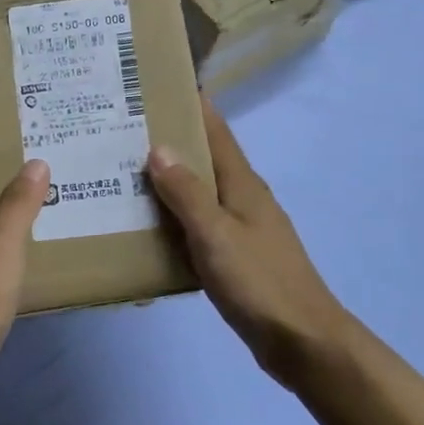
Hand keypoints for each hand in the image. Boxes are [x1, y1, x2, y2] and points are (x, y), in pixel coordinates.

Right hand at [148, 101, 351, 386]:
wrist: (301, 340)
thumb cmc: (259, 282)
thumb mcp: (216, 234)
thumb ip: (187, 193)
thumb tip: (158, 147)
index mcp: (243, 184)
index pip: (216, 131)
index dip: (192, 105)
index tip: (158, 85)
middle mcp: (243, 198)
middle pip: (205, 159)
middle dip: (170, 141)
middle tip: (122, 131)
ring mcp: (241, 228)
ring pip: (199, 193)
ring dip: (169, 180)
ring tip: (124, 173)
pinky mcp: (236, 256)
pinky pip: (198, 224)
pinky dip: (174, 217)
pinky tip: (148, 226)